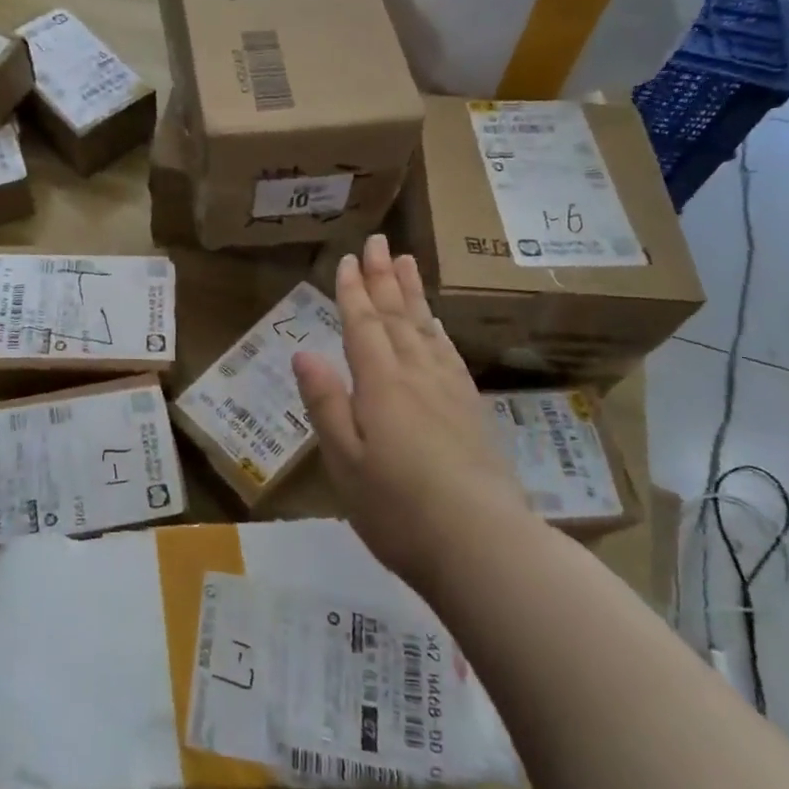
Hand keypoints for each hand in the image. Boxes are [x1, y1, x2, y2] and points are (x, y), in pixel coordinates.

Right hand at [293, 236, 530, 595]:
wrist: (485, 547)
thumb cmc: (398, 509)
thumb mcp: (344, 461)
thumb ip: (325, 403)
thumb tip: (303, 352)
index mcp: (381, 385)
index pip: (362, 325)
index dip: (353, 291)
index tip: (348, 259)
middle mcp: (417, 376)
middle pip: (397, 316)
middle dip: (384, 277)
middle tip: (379, 241)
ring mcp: (450, 392)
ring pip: (426, 329)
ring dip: (413, 294)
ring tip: (407, 263)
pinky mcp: (472, 411)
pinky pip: (449, 354)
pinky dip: (438, 330)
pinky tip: (436, 325)